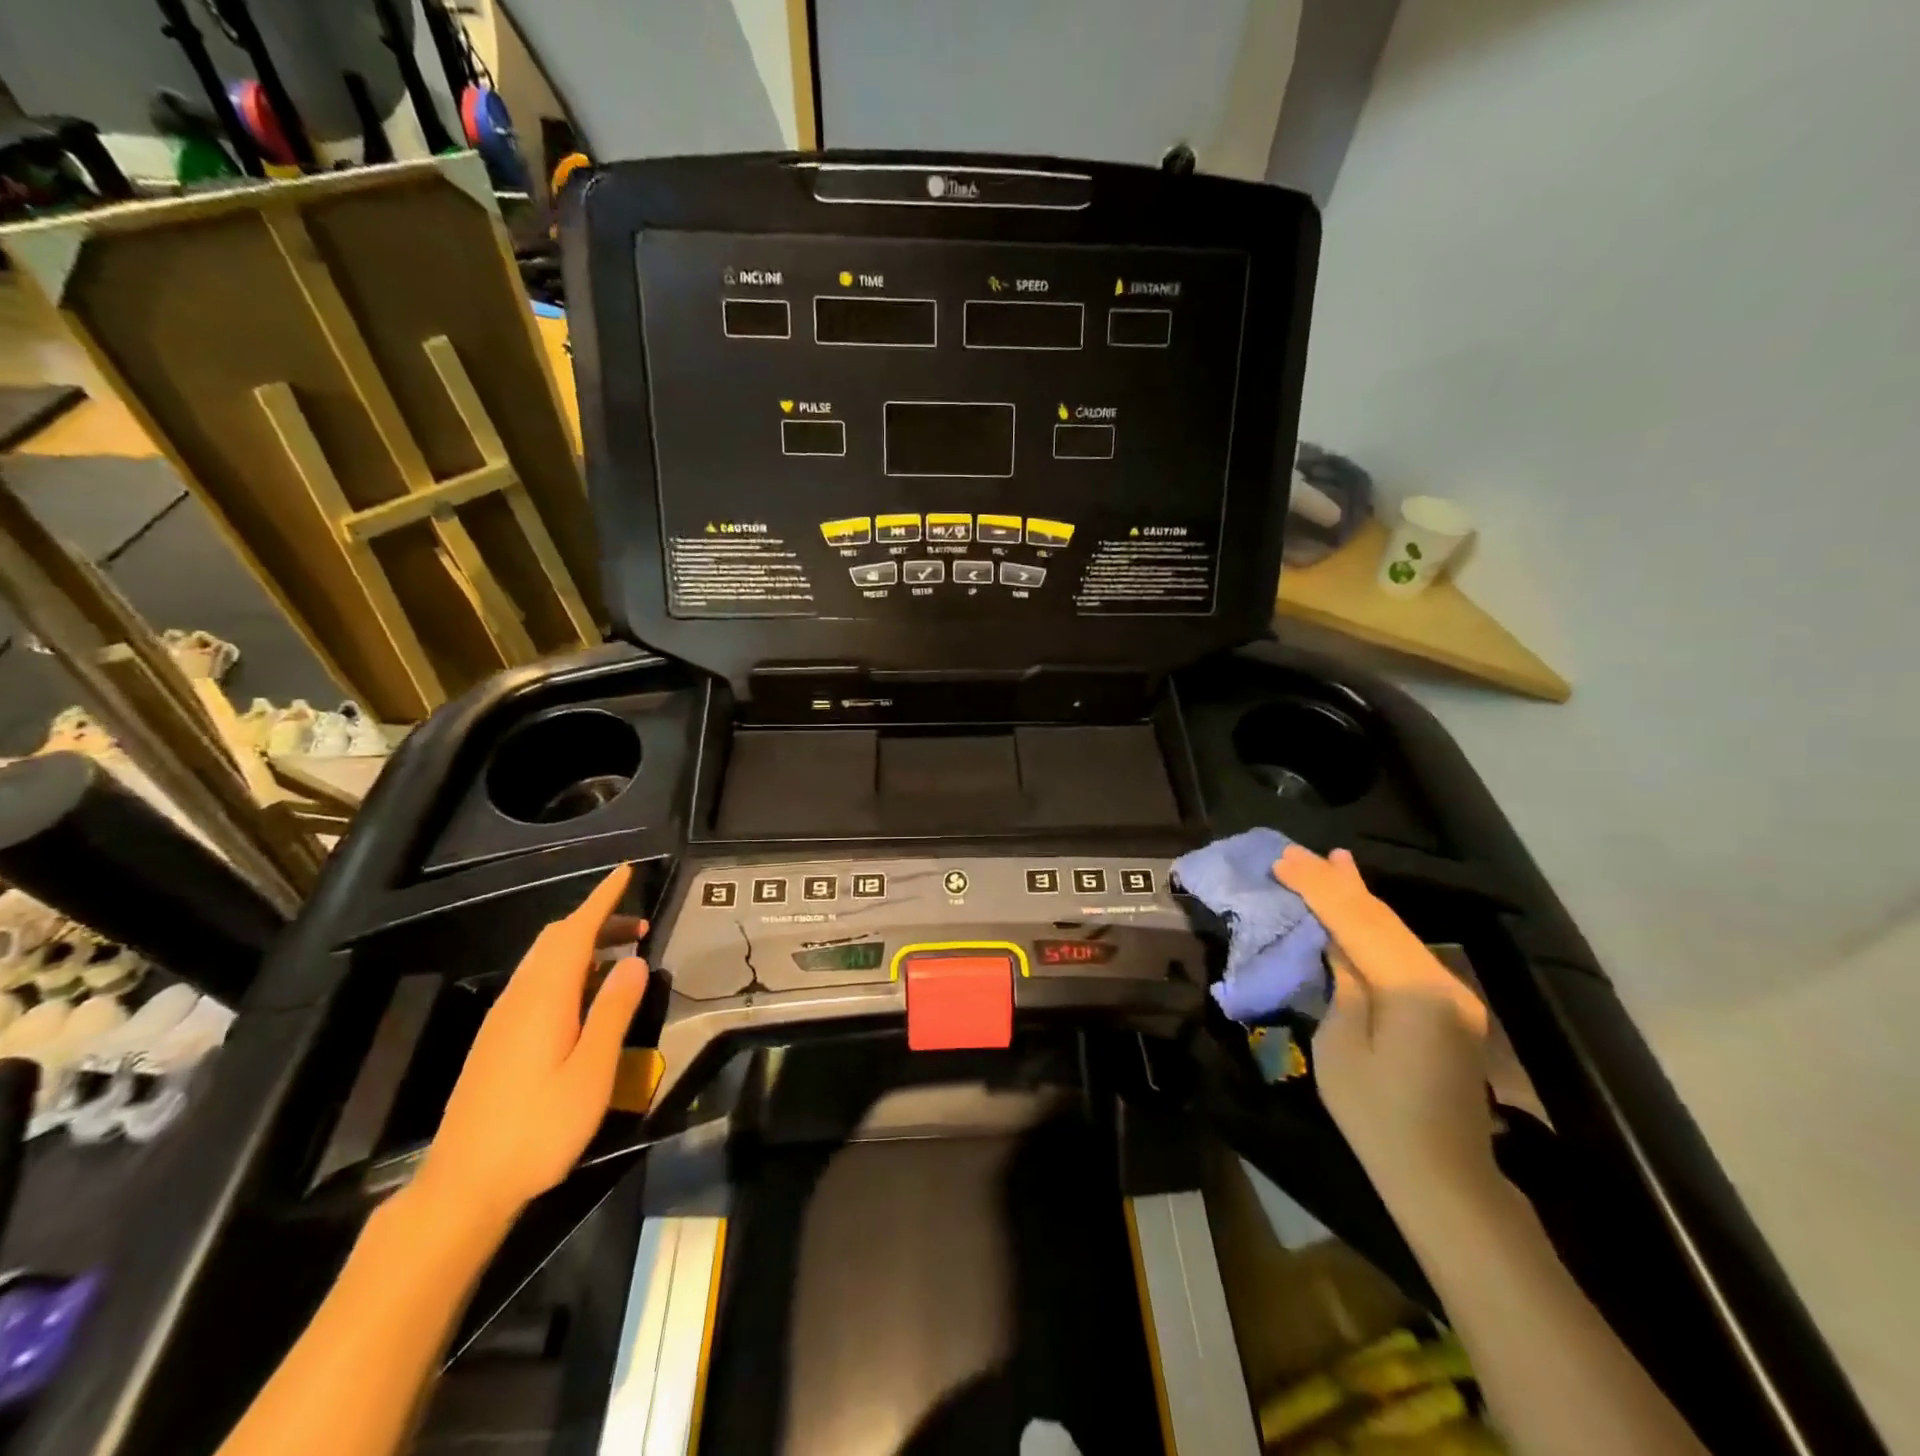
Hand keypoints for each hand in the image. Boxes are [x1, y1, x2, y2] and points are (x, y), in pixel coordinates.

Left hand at [417, 865, 649, 1224]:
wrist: (464, 1186)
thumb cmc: (539, 1128)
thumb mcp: (592, 1072)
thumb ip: (614, 1011)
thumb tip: (634, 960)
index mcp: (544, 998)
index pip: (575, 931)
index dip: (602, 899)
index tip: (625, 873)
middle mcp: (519, 998)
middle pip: (556, 939)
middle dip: (596, 920)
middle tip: (638, 925)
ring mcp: (502, 1019)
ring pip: (543, 960)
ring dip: (582, 944)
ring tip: (619, 956)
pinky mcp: (496, 1040)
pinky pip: (535, 982)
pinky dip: (566, 968)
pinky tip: (585, 996)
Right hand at [1274, 846, 1497, 1210]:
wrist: (1444, 1181)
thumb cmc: (1378, 1118)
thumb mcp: (1340, 1047)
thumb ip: (1343, 985)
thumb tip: (1337, 946)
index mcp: (1413, 990)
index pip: (1358, 922)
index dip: (1318, 887)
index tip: (1283, 859)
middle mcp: (1441, 982)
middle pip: (1381, 919)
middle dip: (1337, 883)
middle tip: (1299, 853)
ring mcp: (1451, 995)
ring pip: (1396, 932)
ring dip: (1358, 898)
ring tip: (1331, 863)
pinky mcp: (1448, 1008)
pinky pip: (1404, 953)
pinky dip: (1375, 926)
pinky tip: (1361, 907)